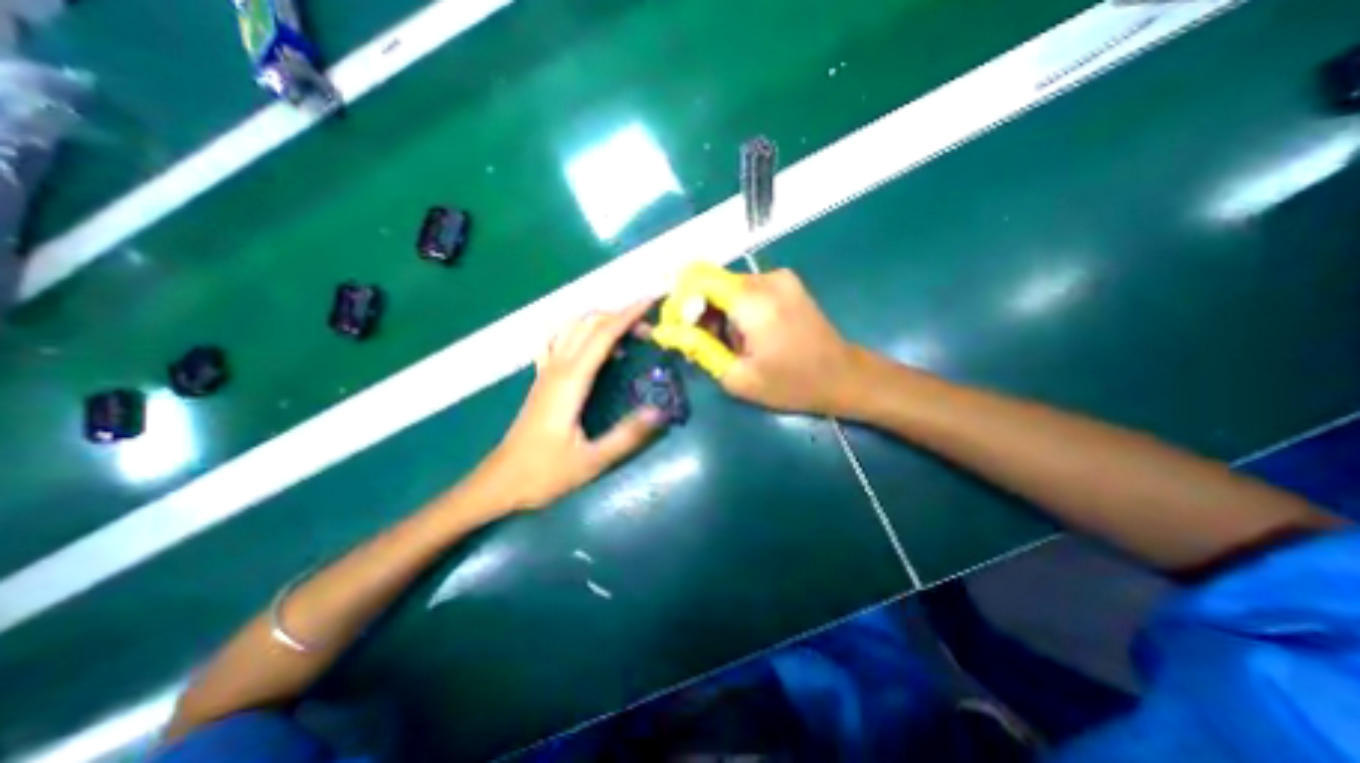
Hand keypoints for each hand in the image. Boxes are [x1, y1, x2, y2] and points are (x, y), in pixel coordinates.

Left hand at [475, 302, 667, 510]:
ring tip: (627, 335)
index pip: (603, 335)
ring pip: (573, 328)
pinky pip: (559, 341)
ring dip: (601, 322)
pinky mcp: (543, 379)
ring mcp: (547, 371)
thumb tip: (660, 412)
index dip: (629, 315)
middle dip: (621, 316)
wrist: (501, 481)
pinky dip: (580, 333)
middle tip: (650, 329)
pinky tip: (590, 344)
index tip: (652, 300)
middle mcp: (557, 368)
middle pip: (589, 324)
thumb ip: (626, 436)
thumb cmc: (544, 473)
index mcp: (570, 382)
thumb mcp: (591, 461)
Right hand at [654, 261, 865, 416]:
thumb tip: (665, 331)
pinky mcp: (786, 283)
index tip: (675, 329)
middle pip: (710, 281)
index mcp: (752, 300)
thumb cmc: (792, 384)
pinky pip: (745, 288)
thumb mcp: (738, 377)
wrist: (844, 377)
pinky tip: (743, 335)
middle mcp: (765, 278)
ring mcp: (779, 277)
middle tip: (698, 344)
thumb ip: (699, 348)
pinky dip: (733, 308)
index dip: (677, 300)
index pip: (695, 278)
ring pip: (726, 285)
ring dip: (715, 312)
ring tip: (724, 345)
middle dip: (695, 310)